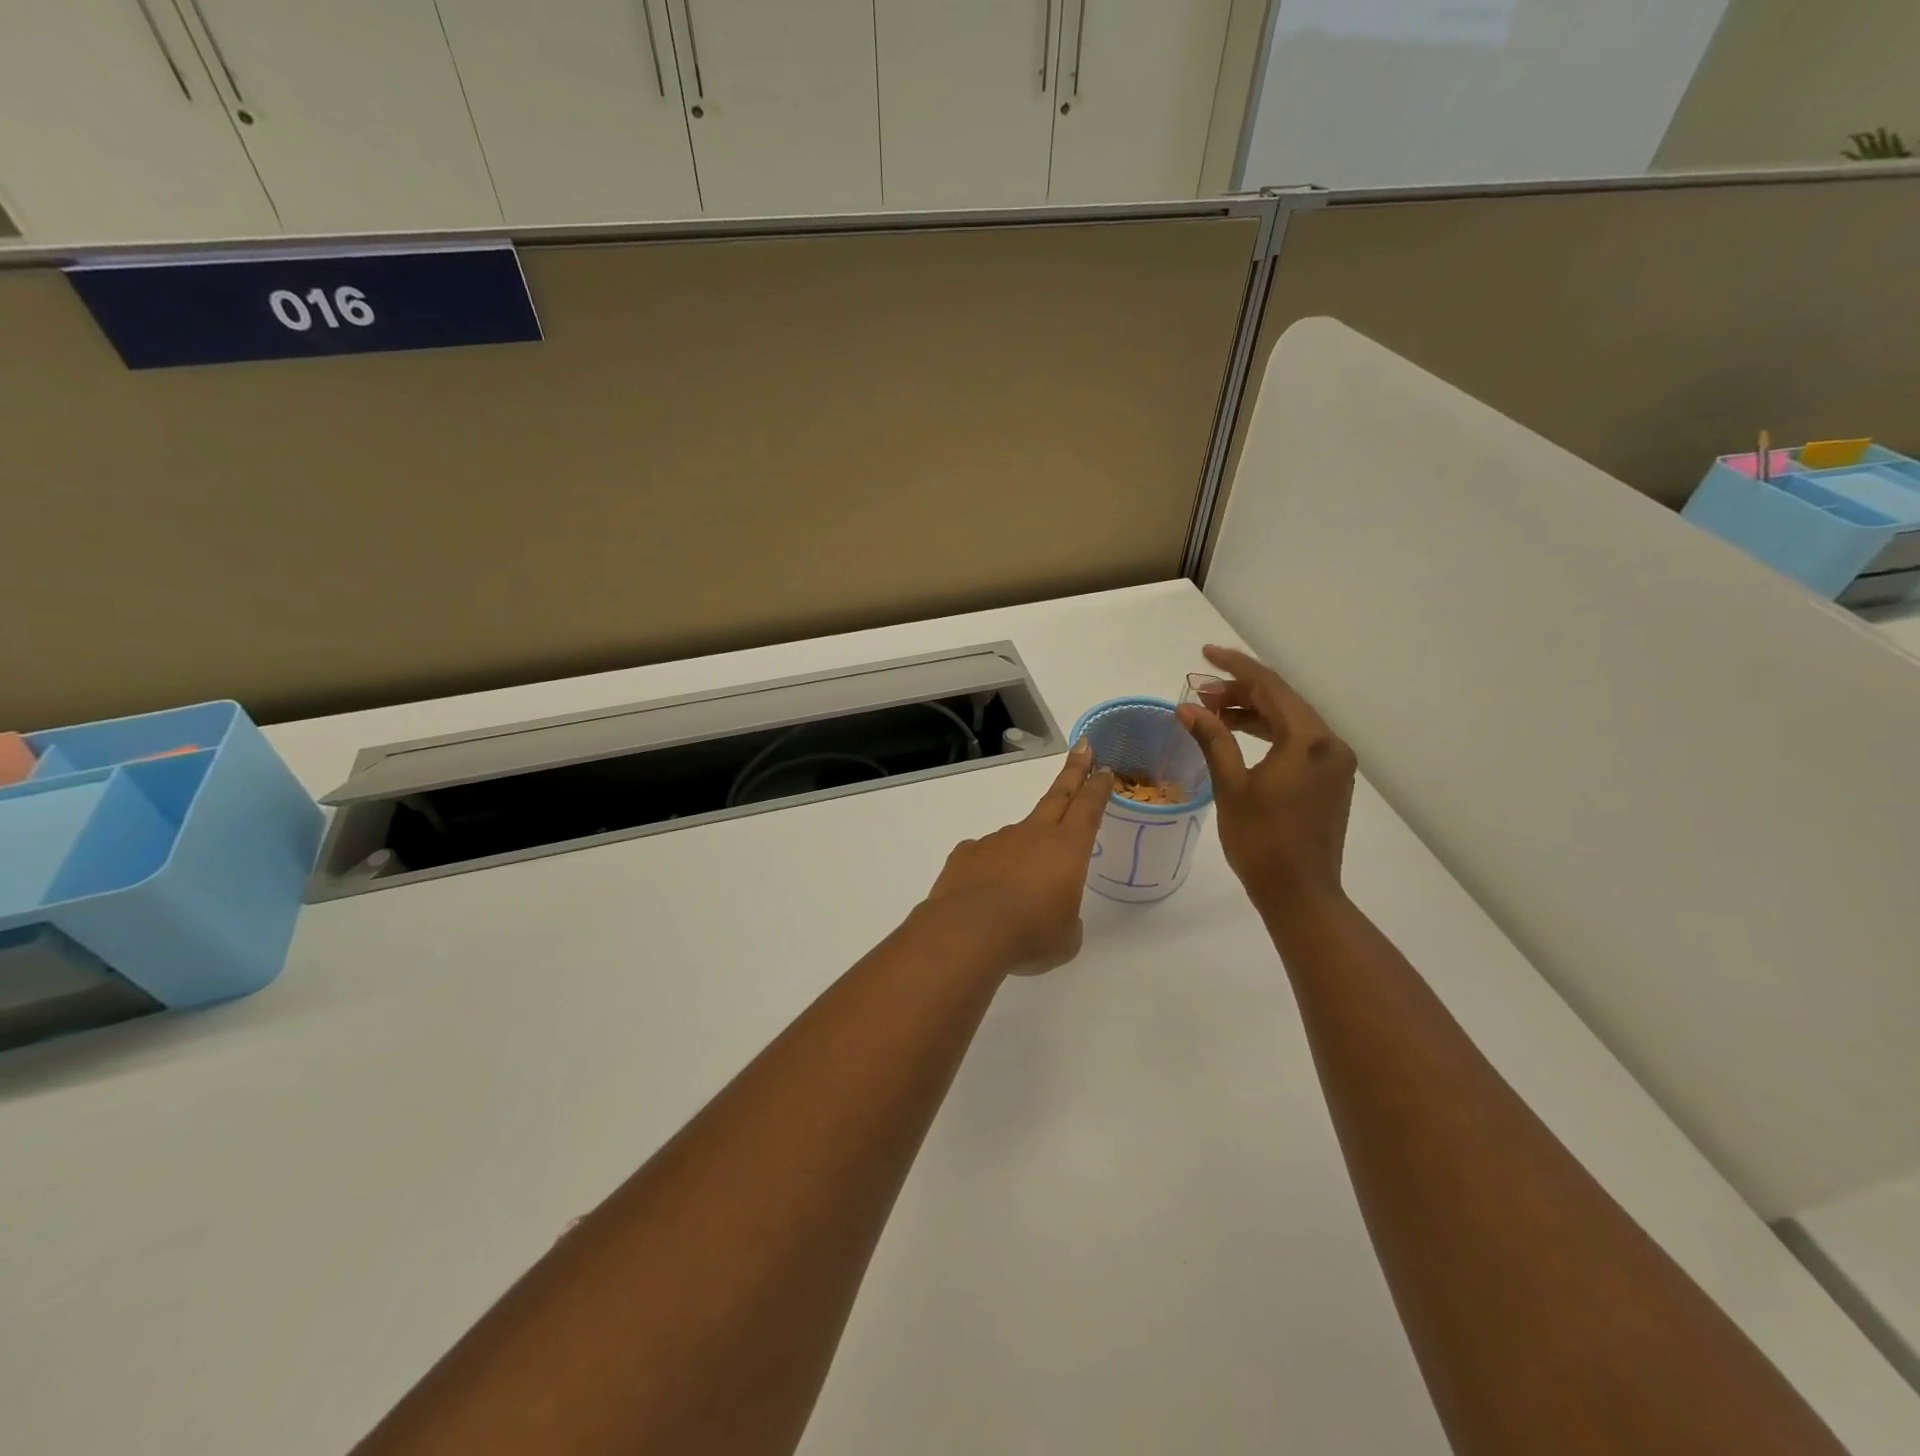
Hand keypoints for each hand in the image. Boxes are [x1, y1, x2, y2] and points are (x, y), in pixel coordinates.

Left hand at [925, 742, 1112, 974]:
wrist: (969, 932)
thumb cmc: (1031, 934)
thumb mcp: (1066, 937)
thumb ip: (1065, 918)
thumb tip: (1050, 912)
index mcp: (1067, 848)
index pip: (1089, 807)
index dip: (1098, 787)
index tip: (1104, 767)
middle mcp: (1033, 834)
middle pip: (1058, 795)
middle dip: (1074, 771)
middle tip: (1083, 747)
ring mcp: (996, 840)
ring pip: (1017, 837)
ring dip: (1023, 853)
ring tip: (1017, 896)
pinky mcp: (966, 854)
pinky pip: (985, 857)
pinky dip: (989, 870)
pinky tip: (984, 895)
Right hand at [1178, 644, 1356, 914]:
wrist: (1301, 894)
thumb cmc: (1262, 841)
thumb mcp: (1232, 786)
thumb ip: (1213, 739)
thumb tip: (1188, 707)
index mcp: (1309, 740)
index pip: (1270, 687)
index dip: (1235, 668)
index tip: (1205, 654)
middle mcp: (1330, 743)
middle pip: (1282, 701)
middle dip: (1241, 691)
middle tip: (1200, 691)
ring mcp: (1334, 763)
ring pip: (1289, 721)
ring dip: (1252, 712)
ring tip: (1212, 711)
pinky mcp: (1329, 780)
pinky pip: (1297, 741)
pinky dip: (1267, 733)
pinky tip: (1239, 736)